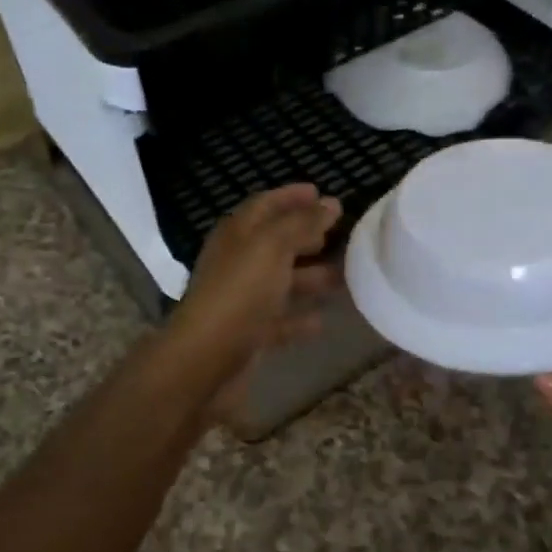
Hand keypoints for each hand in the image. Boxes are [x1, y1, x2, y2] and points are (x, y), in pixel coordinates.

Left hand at [165, 184, 342, 416]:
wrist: (206, 358)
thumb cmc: (240, 292)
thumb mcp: (273, 247)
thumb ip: (302, 223)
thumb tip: (331, 203)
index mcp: (237, 234)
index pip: (266, 205)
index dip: (292, 196)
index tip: (322, 192)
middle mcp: (237, 262)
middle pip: (274, 242)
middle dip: (306, 235)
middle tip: (340, 233)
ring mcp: (242, 299)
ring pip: (281, 281)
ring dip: (311, 276)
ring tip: (345, 275)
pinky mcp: (248, 333)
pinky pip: (279, 320)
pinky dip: (300, 317)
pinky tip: (323, 319)